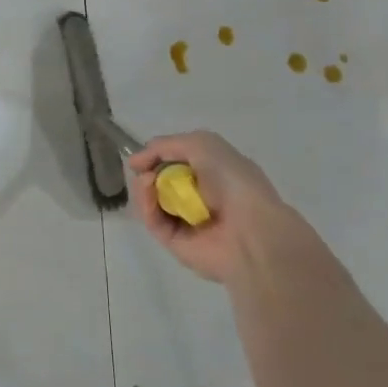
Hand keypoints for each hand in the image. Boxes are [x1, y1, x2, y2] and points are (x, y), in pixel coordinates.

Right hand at [128, 131, 289, 284]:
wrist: (252, 229)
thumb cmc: (233, 181)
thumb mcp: (203, 144)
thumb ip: (166, 145)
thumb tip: (135, 161)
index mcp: (213, 174)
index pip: (175, 163)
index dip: (157, 157)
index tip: (142, 157)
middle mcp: (199, 197)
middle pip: (159, 182)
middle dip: (147, 172)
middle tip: (142, 169)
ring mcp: (186, 221)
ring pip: (151, 201)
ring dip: (143, 187)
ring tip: (146, 180)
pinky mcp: (175, 242)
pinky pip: (153, 221)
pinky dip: (146, 205)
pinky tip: (148, 192)